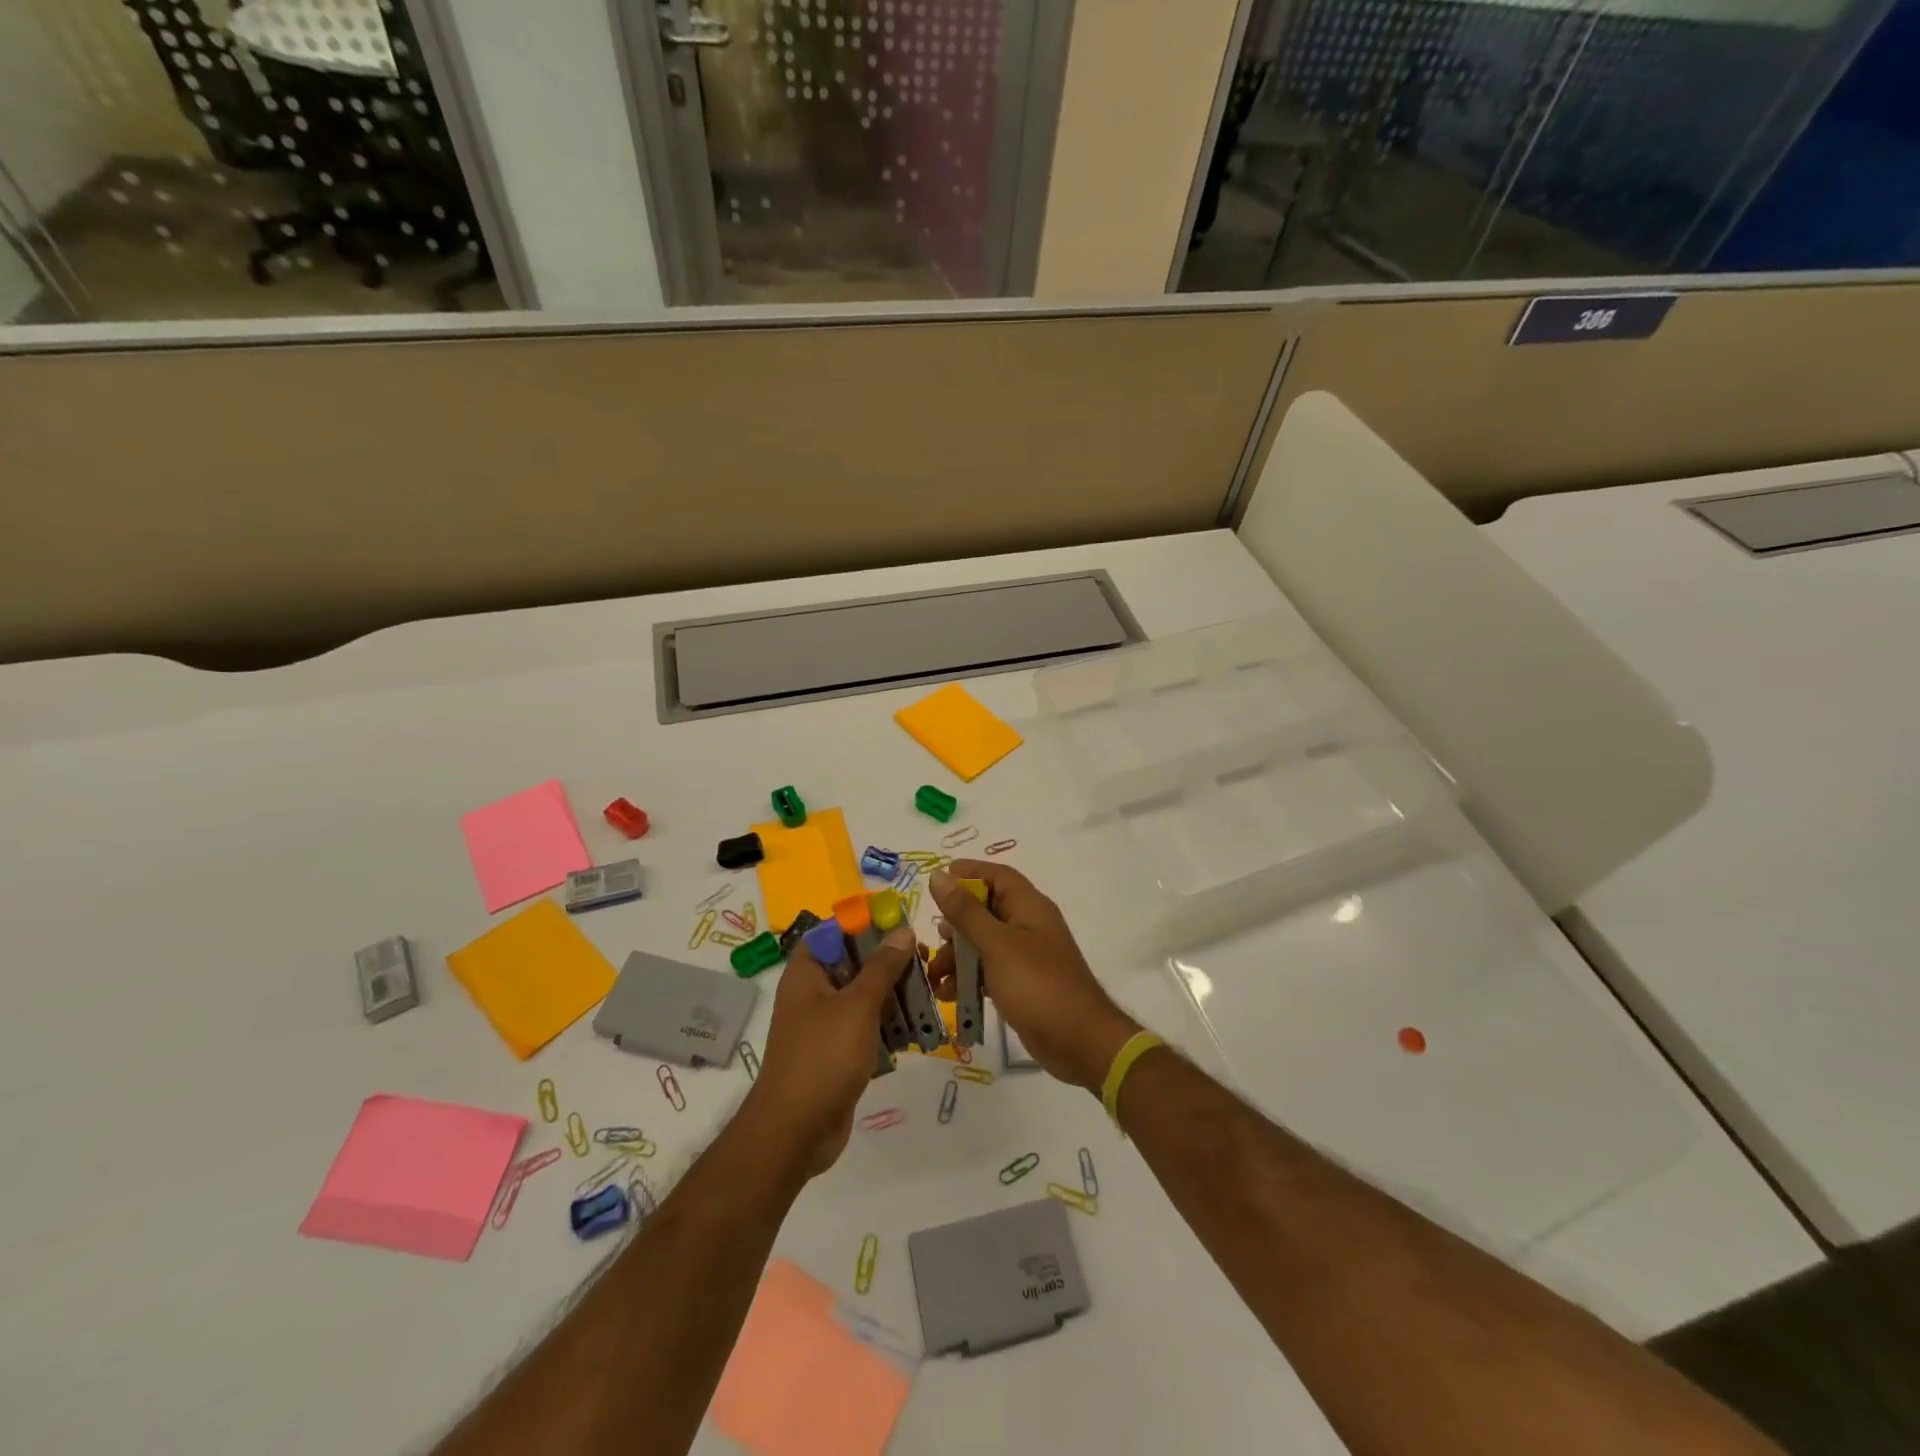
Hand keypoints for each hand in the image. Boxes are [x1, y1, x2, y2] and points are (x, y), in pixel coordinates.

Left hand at [740, 926, 915, 1176]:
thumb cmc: (823, 1057)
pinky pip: (866, 1027)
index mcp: (806, 974)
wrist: (796, 1132)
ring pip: (863, 997)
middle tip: (925, 961)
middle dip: (888, 962)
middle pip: (853, 964)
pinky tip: (918, 1027)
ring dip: (894, 994)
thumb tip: (903, 931)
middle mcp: (812, 994)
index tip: (900, 925)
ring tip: (929, 991)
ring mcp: (824, 1025)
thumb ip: (881, 967)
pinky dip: (888, 1024)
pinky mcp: (838, 1053)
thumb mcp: (857, 1005)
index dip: (863, 924)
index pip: (832, 932)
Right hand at [928, 863, 1141, 1091]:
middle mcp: (1029, 925)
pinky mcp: (1022, 983)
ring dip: (958, 955)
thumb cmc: (1037, 984)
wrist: (1078, 1040)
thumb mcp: (996, 944)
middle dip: (956, 923)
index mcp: (1029, 906)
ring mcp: (1026, 956)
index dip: (968, 873)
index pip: (997, 876)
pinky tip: (949, 994)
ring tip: (935, 976)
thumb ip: (965, 912)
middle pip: (986, 910)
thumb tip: (938, 876)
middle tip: (935, 939)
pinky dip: (969, 978)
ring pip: (984, 943)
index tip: (936, 882)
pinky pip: (989, 970)